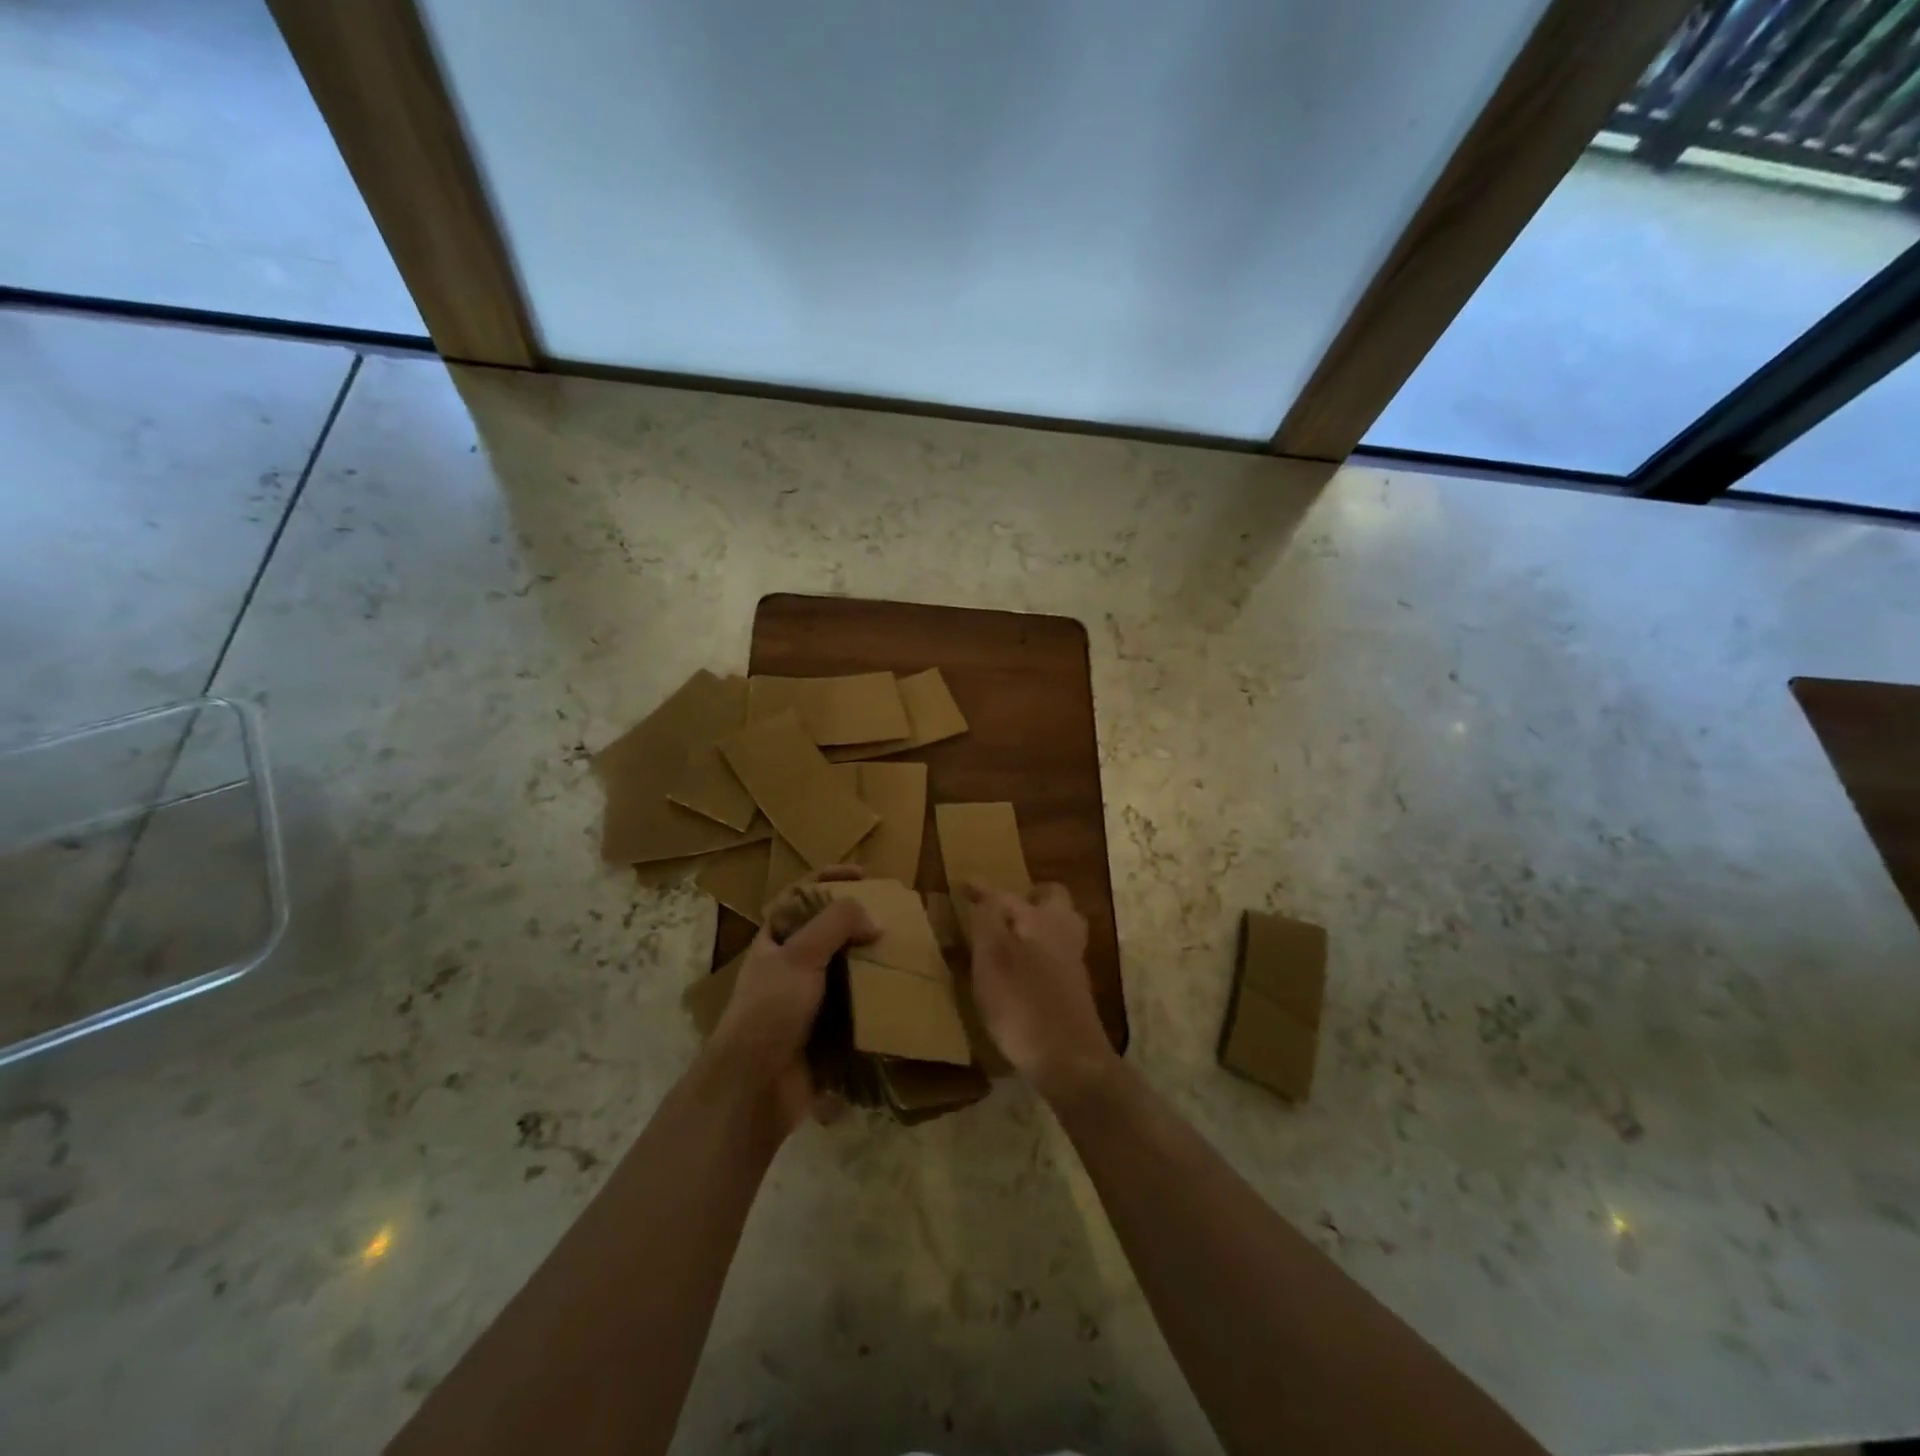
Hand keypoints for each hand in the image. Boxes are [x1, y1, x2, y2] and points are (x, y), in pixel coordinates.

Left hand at [706, 867, 875, 1134]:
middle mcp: (790, 965)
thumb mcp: (800, 955)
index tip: (865, 875)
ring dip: (872, 961)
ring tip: (904, 952)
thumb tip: (873, 920)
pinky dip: (875, 999)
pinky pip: (856, 1006)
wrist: (755, 1087)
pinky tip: (900, 994)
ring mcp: (808, 1000)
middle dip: (860, 922)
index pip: (802, 895)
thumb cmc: (771, 1010)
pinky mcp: (826, 1031)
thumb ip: (836, 924)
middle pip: (829, 931)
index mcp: (776, 939)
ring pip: (846, 969)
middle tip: (894, 916)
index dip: (830, 878)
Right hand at [959, 882, 1114, 1100]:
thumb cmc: (1024, 1004)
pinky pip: (1056, 955)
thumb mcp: (992, 958)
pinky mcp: (1073, 990)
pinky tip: (1020, 969)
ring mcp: (1072, 963)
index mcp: (1042, 919)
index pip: (1007, 894)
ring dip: (1036, 925)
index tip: (963, 883)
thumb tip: (984, 895)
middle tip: (1002, 906)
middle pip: (1051, 901)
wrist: (1069, 1060)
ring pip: (1058, 928)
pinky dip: (1039, 951)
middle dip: (1028, 898)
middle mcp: (1063, 933)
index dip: (982, 889)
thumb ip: (987, 921)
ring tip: (1008, 936)